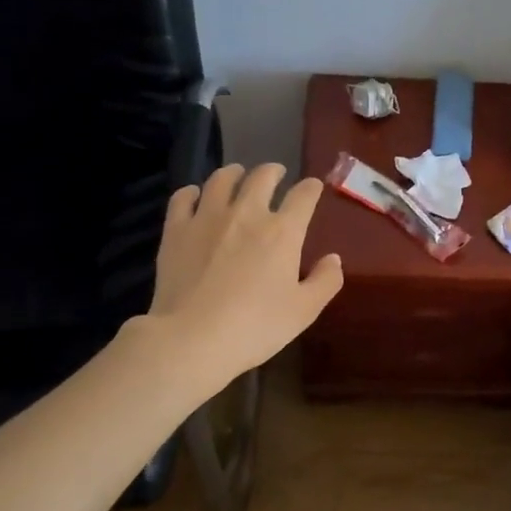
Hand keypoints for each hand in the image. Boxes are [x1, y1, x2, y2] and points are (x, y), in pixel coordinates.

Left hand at [146, 163, 343, 389]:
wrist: (193, 338)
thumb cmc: (256, 326)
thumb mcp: (304, 311)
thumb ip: (325, 281)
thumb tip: (333, 258)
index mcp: (283, 231)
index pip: (303, 196)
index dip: (311, 187)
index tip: (313, 186)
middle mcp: (246, 213)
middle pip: (262, 177)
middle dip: (273, 171)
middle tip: (276, 173)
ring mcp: (207, 218)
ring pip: (221, 179)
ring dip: (234, 173)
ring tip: (237, 175)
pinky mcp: (176, 230)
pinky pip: (183, 197)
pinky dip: (192, 192)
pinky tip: (195, 196)